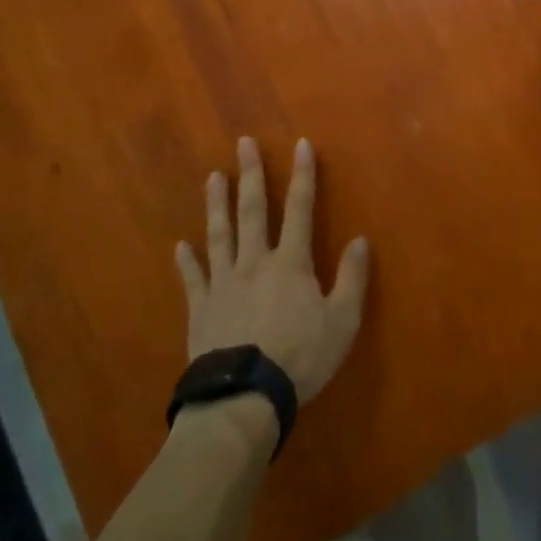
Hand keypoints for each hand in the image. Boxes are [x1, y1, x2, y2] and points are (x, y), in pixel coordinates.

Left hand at [175, 137, 370, 404]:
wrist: (243, 397)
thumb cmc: (299, 357)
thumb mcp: (342, 321)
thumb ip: (351, 278)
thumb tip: (360, 240)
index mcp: (291, 262)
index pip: (301, 209)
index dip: (303, 175)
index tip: (301, 144)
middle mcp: (255, 262)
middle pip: (253, 211)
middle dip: (251, 174)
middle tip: (243, 143)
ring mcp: (224, 283)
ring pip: (220, 234)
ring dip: (217, 204)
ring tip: (213, 177)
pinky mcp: (201, 308)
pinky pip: (193, 278)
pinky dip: (187, 261)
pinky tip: (180, 245)